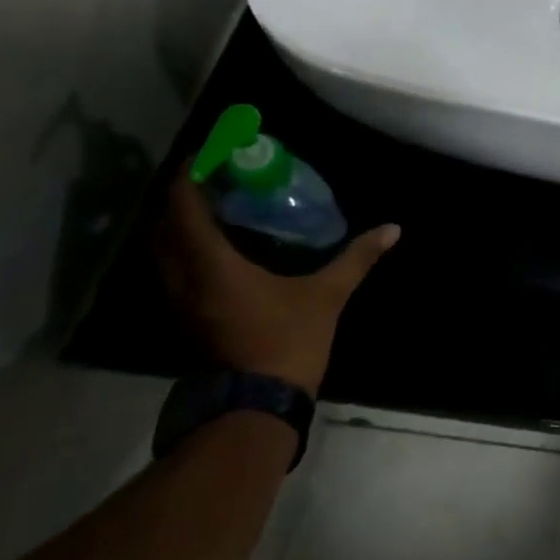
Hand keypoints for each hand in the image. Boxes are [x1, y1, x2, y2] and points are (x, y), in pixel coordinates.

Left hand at [155, 177, 398, 393]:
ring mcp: (180, 302)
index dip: (191, 175)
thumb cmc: (288, 342)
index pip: (184, 207)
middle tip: (216, 177)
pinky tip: (220, 246)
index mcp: (212, 265)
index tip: (210, 154)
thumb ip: (356, 259)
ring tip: (217, 206)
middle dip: (184, 196)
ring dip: (182, 223)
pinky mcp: (186, 318)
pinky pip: (175, 269)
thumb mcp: (327, 296)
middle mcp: (185, 279)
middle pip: (165, 225)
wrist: (258, 405)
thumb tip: (393, 229)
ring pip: (165, 250)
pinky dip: (187, 248)